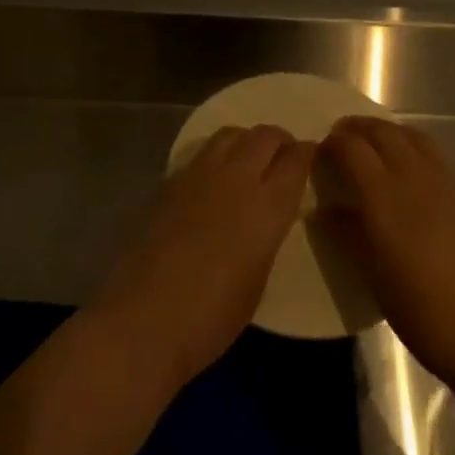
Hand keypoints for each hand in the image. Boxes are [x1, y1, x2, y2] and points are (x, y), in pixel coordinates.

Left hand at [97, 125, 312, 389]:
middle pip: (265, 135)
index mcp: (268, 205)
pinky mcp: (169, 182)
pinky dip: (216, 156)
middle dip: (280, 140)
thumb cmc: (212, 317)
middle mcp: (237, 178)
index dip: (307, 154)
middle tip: (283, 157)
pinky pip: (201, 153)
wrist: (144, 320)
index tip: (310, 158)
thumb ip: (268, 234)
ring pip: (231, 134)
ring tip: (248, 161)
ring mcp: (198, 175)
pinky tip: (213, 180)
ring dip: (246, 141)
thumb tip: (266, 216)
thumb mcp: (259, 277)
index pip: (297, 159)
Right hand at [316, 117, 454, 391]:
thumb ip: (349, 237)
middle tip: (343, 137)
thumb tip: (324, 211)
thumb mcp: (376, 281)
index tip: (321, 151)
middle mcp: (416, 178)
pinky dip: (418, 152)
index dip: (333, 144)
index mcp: (385, 198)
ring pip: (416, 137)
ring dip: (390, 132)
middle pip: (384, 132)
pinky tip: (418, 177)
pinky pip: (440, 159)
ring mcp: (451, 182)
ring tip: (378, 144)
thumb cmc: (427, 315)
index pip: (352, 149)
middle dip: (359, 128)